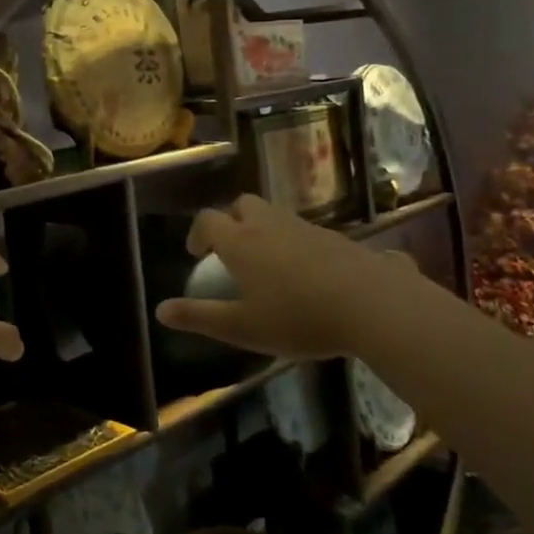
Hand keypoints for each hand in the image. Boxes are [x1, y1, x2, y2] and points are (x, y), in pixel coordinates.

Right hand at [155, 195, 422, 358]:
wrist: (373, 306)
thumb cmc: (298, 318)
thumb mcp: (242, 327)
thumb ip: (200, 317)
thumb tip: (160, 310)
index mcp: (241, 242)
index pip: (208, 220)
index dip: (197, 233)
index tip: (197, 254)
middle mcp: (271, 226)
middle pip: (244, 205)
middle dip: (233, 220)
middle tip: (233, 250)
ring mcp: (308, 229)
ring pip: (278, 217)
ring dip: (268, 232)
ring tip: (272, 266)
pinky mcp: (341, 240)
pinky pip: (313, 235)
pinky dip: (302, 247)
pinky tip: (314, 278)